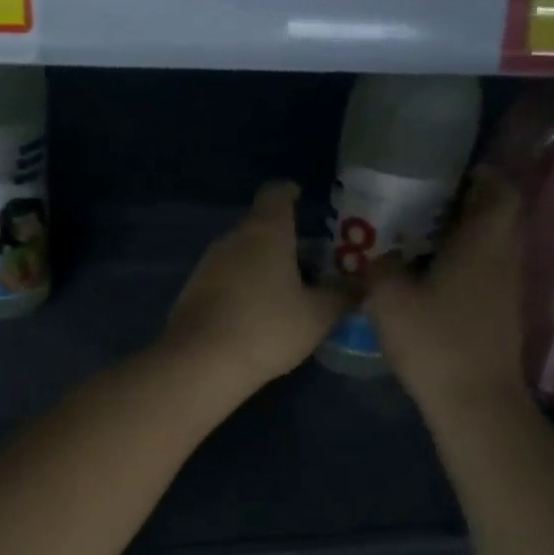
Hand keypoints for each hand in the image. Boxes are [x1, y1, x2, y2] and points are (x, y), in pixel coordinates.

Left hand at [164, 182, 352, 393]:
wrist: (201, 362)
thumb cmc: (267, 328)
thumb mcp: (318, 315)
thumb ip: (342, 294)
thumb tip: (360, 283)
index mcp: (265, 231)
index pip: (275, 193)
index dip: (289, 192)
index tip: (301, 198)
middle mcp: (232, 238)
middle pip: (259, 225)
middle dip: (282, 237)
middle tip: (309, 258)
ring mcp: (208, 263)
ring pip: (241, 252)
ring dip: (261, 263)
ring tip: (286, 289)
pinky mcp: (193, 290)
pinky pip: (225, 276)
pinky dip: (242, 284)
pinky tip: (256, 311)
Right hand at [366, 167, 525, 410]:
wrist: (474, 400)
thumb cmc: (434, 341)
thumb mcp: (389, 298)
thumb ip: (380, 266)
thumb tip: (381, 255)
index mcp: (484, 242)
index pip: (500, 191)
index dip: (479, 177)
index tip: (446, 176)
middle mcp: (504, 258)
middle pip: (495, 217)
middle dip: (463, 205)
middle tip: (421, 206)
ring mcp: (507, 288)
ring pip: (490, 246)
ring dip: (462, 237)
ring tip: (418, 240)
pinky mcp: (501, 313)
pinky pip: (485, 271)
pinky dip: (463, 264)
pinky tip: (428, 278)